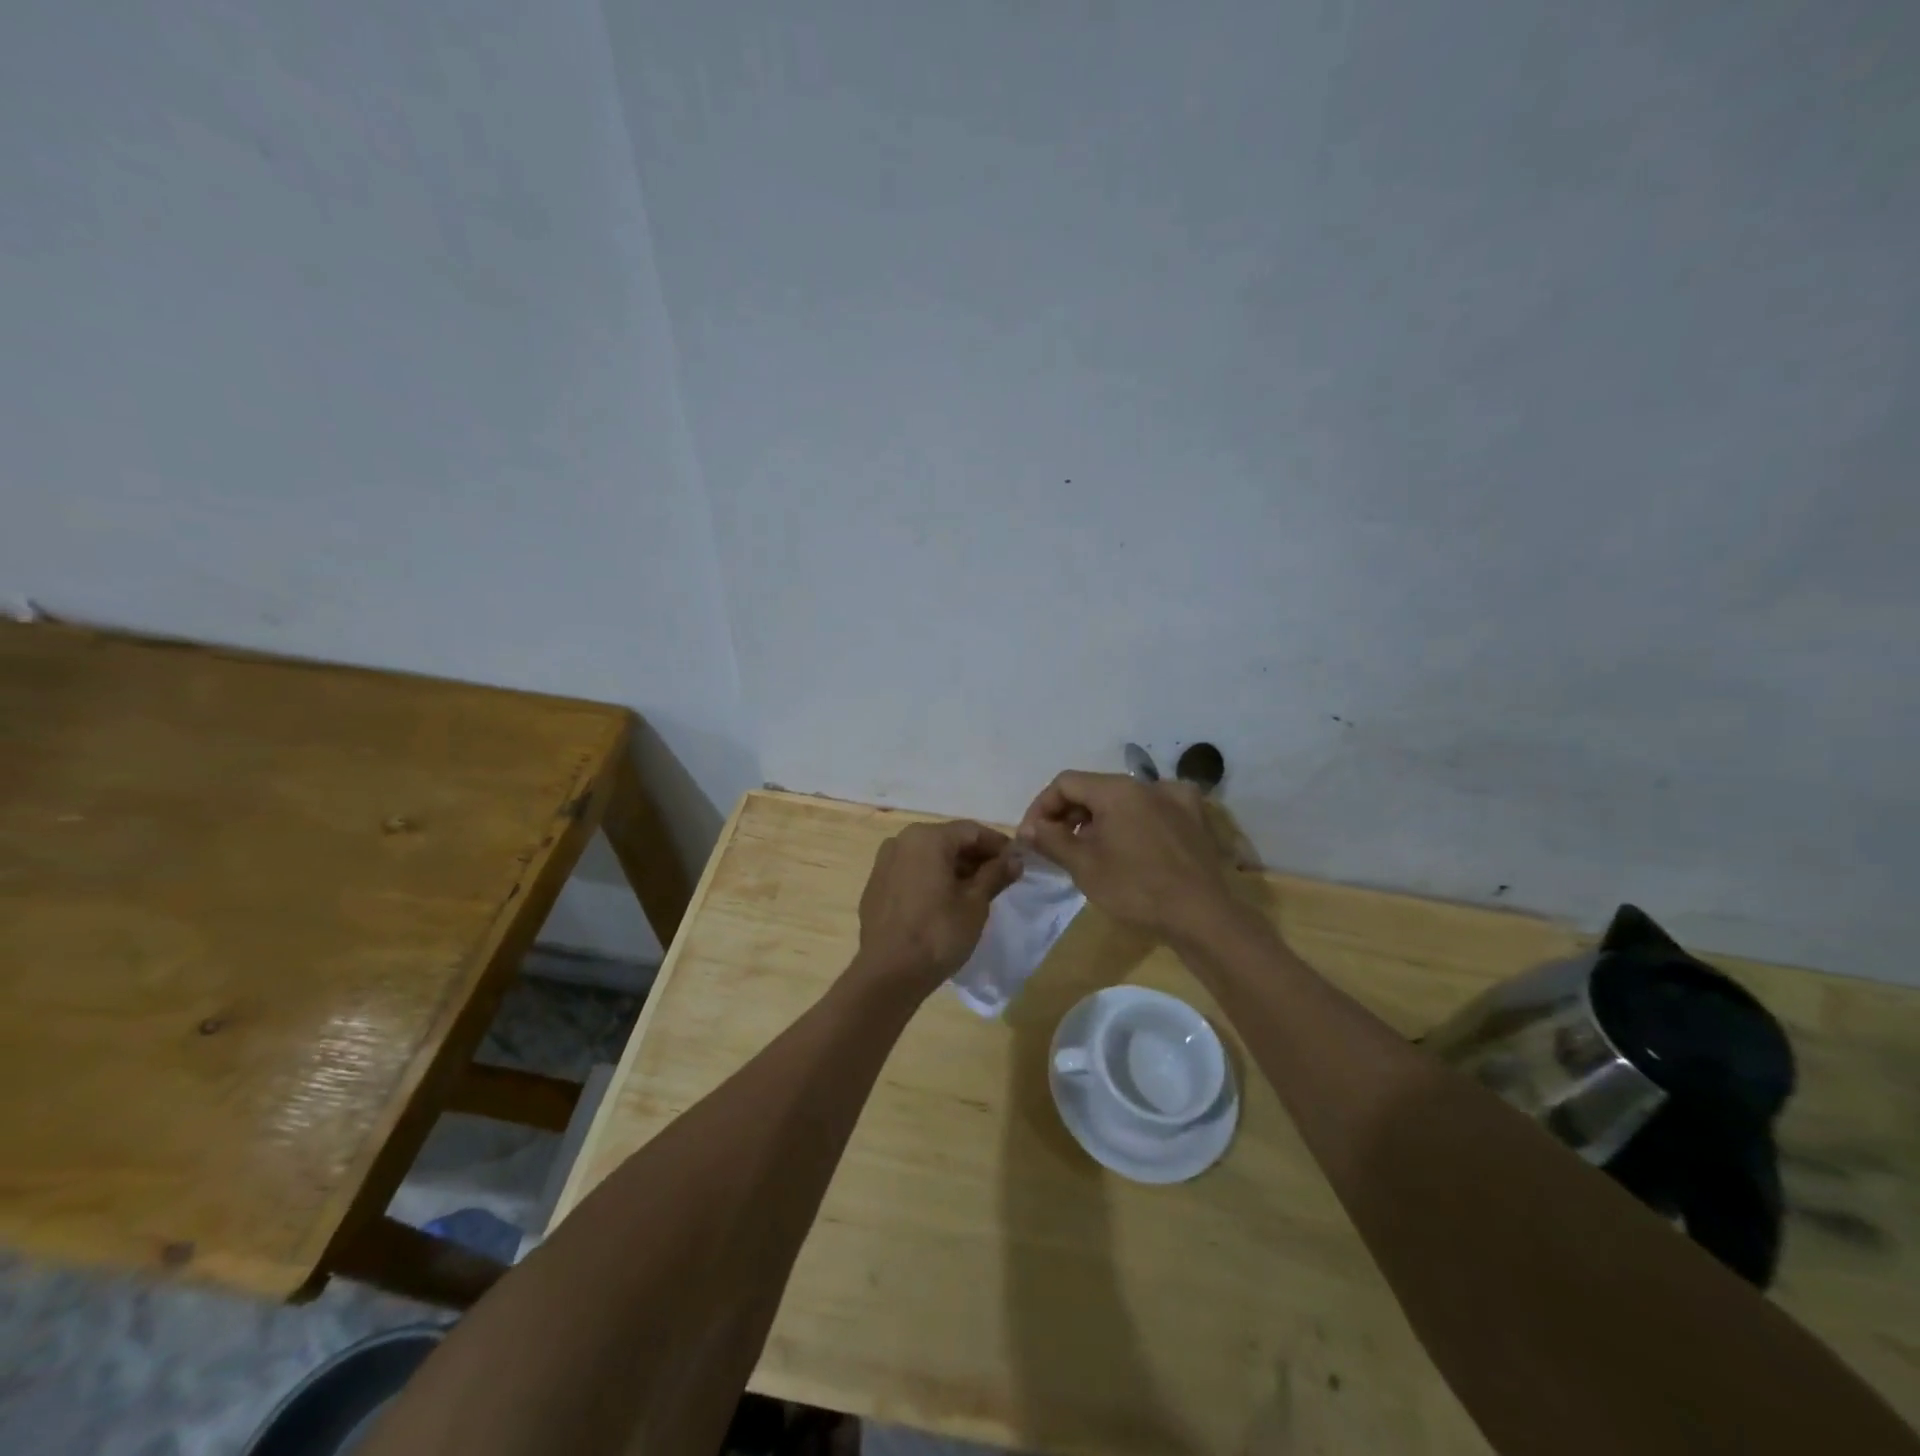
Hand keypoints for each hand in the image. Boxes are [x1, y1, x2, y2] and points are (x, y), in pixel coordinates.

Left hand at [853, 820, 1021, 992]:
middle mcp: (901, 841)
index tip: (1017, 861)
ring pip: (928, 856)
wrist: (887, 974)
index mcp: (927, 837)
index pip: (972, 831)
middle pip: (948, 840)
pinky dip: (931, 879)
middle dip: (976, 856)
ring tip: (977, 891)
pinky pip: (911, 873)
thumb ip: (995, 874)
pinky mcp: (876, 886)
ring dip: (954, 868)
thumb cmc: (938, 933)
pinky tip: (946, 901)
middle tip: (1000, 877)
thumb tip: (1014, 859)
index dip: (998, 844)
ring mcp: (884, 863)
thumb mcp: (975, 903)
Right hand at [1016, 771, 1238, 939]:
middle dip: (1069, 814)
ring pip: (1124, 799)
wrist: (1201, 916)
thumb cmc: (1135, 888)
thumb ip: (1051, 840)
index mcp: (1117, 788)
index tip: (1032, 836)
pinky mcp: (1194, 819)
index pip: (1066, 783)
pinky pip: (1153, 810)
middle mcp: (1147, 783)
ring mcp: (1176, 798)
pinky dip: (1134, 822)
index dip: (1042, 806)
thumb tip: (1028, 828)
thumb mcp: (1084, 866)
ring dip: (1099, 819)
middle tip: (1055, 845)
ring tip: (1089, 850)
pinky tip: (1131, 843)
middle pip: (1095, 788)